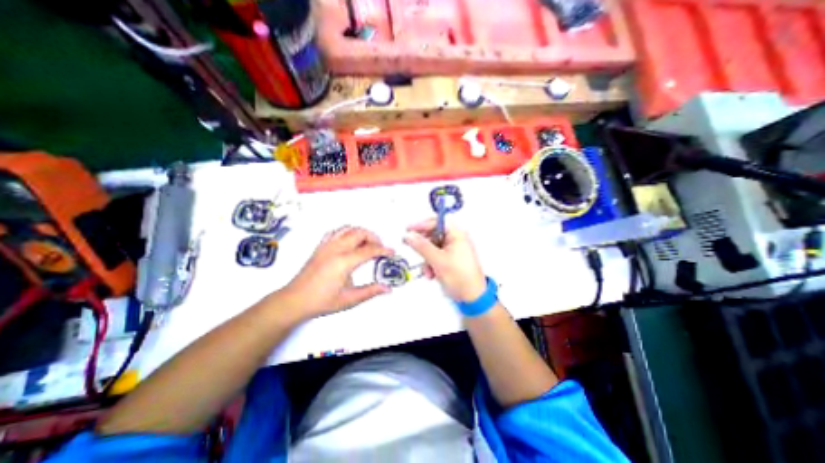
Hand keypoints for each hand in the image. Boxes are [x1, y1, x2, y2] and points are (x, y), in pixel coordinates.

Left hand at [278, 226, 392, 319]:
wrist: (295, 300)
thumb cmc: (322, 301)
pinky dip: (347, 232)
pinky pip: (336, 231)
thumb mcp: (349, 299)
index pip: (369, 250)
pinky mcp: (320, 246)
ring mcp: (327, 245)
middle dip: (374, 238)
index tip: (392, 252)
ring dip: (361, 233)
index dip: (383, 250)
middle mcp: (336, 249)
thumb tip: (388, 288)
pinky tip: (350, 240)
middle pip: (360, 233)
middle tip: (380, 249)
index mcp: (344, 262)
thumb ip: (371, 291)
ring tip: (367, 243)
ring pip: (348, 229)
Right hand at [404, 219, 483, 300]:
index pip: (437, 222)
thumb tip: (408, 235)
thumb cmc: (459, 276)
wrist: (472, 298)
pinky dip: (431, 264)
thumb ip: (422, 246)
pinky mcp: (450, 260)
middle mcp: (455, 240)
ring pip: (432, 247)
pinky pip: (435, 257)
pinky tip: (431, 274)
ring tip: (427, 271)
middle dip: (423, 246)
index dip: (422, 224)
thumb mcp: (438, 260)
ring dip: (426, 258)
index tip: (408, 230)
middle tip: (411, 247)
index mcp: (457, 235)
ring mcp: (453, 250)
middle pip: (433, 235)